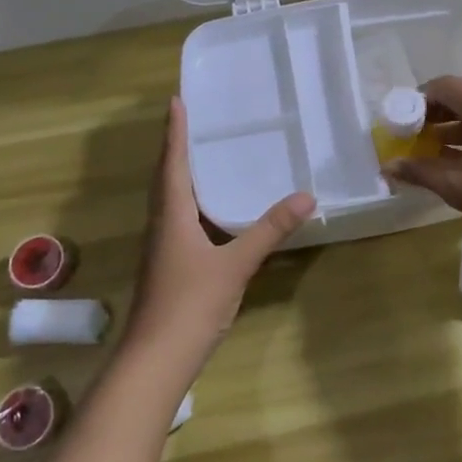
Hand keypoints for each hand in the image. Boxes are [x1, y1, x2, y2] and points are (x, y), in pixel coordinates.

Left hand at [123, 97, 314, 374]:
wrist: (155, 361)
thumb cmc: (191, 305)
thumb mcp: (236, 265)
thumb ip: (269, 230)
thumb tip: (306, 196)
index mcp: (172, 216)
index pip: (173, 163)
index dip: (175, 132)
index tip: (176, 101)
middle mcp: (160, 226)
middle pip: (164, 179)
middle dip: (175, 149)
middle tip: (189, 122)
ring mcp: (160, 249)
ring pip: (168, 201)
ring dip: (179, 175)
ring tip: (200, 157)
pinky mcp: (166, 268)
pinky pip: (175, 221)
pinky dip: (188, 204)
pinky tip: (206, 213)